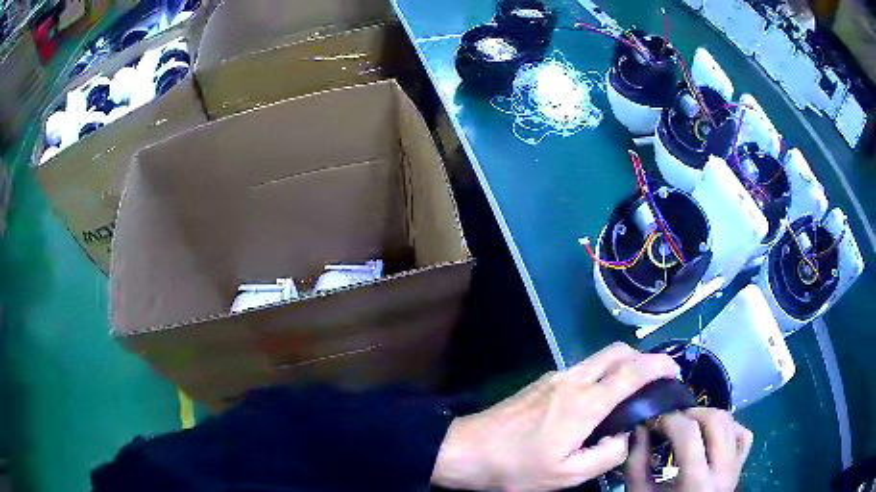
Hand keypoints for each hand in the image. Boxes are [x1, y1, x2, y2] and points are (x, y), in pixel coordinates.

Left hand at [431, 343, 679, 490]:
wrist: (467, 449)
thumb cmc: (517, 467)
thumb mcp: (566, 475)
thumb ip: (606, 456)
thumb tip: (625, 436)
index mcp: (585, 403)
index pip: (633, 371)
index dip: (659, 365)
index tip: (675, 372)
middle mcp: (574, 380)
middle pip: (618, 351)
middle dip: (643, 358)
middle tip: (654, 382)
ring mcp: (555, 376)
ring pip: (600, 358)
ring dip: (622, 366)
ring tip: (630, 393)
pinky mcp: (542, 381)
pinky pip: (582, 369)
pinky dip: (601, 374)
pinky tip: (597, 401)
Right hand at [625, 409, 753, 491]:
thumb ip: (636, 464)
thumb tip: (639, 428)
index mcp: (696, 482)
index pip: (689, 433)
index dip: (669, 419)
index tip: (652, 420)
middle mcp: (723, 470)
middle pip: (715, 421)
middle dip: (690, 413)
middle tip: (670, 421)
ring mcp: (735, 467)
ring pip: (730, 422)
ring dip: (707, 416)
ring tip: (687, 425)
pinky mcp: (740, 466)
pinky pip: (742, 435)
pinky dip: (728, 427)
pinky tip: (711, 434)